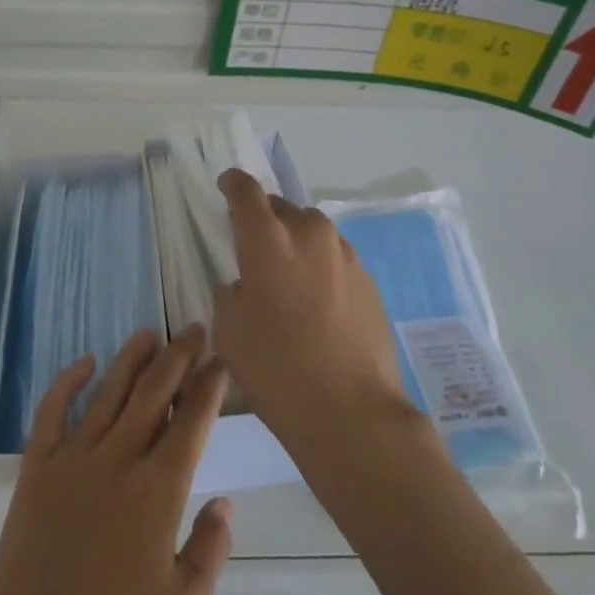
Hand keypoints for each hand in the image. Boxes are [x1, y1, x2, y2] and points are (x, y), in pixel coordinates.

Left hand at [0, 325, 232, 594]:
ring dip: (131, 359)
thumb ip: (210, 547)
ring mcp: (73, 460)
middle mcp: (118, 460)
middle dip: (178, 357)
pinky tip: (85, 362)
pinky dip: (68, 382)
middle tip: (193, 329)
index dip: (208, 386)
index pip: (191, 421)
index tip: (220, 360)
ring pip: (109, 393)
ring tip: (149, 333)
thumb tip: (224, 501)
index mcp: (158, 490)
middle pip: (154, 393)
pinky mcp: (36, 469)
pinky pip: (52, 412)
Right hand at [213, 169, 410, 459]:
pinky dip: (320, 268)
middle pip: (281, 208)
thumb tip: (248, 284)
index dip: (233, 184)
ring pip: (311, 233)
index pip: (246, 191)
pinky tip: (317, 304)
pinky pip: (334, 259)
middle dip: (264, 219)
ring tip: (288, 278)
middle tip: (253, 246)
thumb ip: (232, 291)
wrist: (351, 411)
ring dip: (295, 244)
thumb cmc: (276, 368)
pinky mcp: (368, 280)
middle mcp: (310, 234)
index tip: (226, 186)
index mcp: (268, 239)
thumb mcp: (229, 329)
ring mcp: (345, 255)